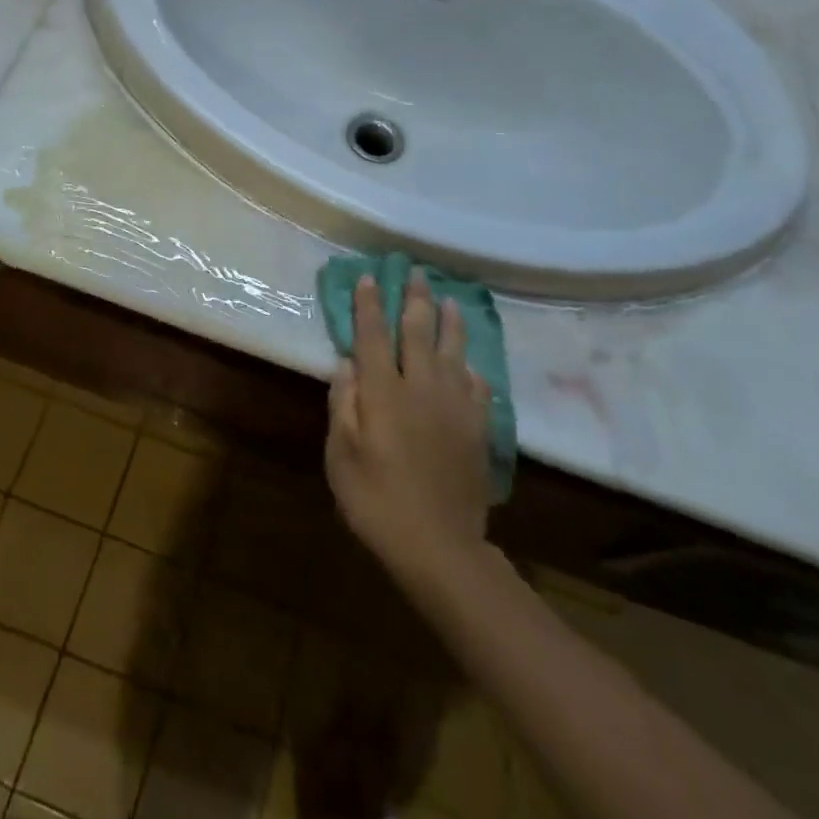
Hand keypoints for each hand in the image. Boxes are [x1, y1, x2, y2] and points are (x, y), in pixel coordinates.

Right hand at [325, 274, 490, 580]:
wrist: (439, 545)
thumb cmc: (376, 500)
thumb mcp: (340, 456)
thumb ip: (343, 405)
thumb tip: (347, 364)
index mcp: (383, 393)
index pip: (373, 337)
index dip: (370, 306)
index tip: (370, 278)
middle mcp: (420, 389)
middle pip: (418, 333)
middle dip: (415, 300)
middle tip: (417, 273)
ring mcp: (454, 407)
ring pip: (453, 353)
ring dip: (449, 323)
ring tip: (449, 300)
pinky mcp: (476, 429)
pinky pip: (477, 387)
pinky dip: (471, 369)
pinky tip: (470, 364)